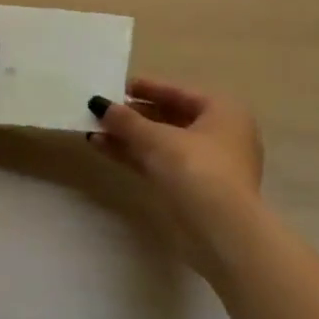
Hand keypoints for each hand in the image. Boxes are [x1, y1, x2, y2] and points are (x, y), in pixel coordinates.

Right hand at [89, 78, 264, 274]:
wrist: (222, 231)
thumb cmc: (196, 169)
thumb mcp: (156, 139)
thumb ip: (126, 120)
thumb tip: (100, 105)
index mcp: (223, 112)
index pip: (179, 92)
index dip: (147, 88)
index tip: (118, 86)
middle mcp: (222, 134)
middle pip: (170, 118)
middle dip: (134, 116)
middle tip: (103, 112)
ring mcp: (210, 165)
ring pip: (163, 144)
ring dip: (130, 137)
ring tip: (95, 131)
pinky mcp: (196, 190)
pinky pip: (162, 163)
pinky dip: (136, 156)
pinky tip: (105, 149)